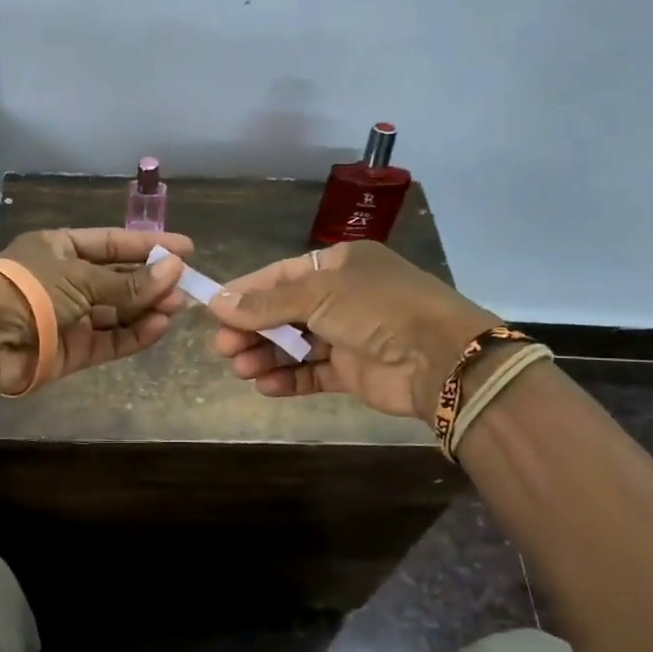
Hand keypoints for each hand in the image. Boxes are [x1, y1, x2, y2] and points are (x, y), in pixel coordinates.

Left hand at [0, 227, 192, 394]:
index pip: (112, 243)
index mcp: (60, 249)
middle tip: (187, 285)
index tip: (186, 248)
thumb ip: (129, 281)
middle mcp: (66, 280)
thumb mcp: (82, 277)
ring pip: (117, 312)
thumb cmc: (30, 291)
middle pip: (117, 279)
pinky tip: (159, 327)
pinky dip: (134, 335)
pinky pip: (110, 340)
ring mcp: (71, 317)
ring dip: (146, 309)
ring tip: (176, 307)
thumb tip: (175, 269)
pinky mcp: (74, 350)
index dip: (148, 245)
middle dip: (151, 281)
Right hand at [208, 240, 500, 423]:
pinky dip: (289, 378)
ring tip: (241, 369)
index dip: (246, 293)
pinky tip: (265, 386)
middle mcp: (344, 297)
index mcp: (339, 266)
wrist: (439, 358)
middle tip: (223, 347)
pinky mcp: (354, 371)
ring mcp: (349, 335)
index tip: (213, 310)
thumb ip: (266, 303)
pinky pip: (313, 373)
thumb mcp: (317, 295)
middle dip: (253, 329)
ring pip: (296, 345)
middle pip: (285, 312)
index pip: (281, 276)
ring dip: (267, 355)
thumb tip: (216, 302)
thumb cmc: (376, 309)